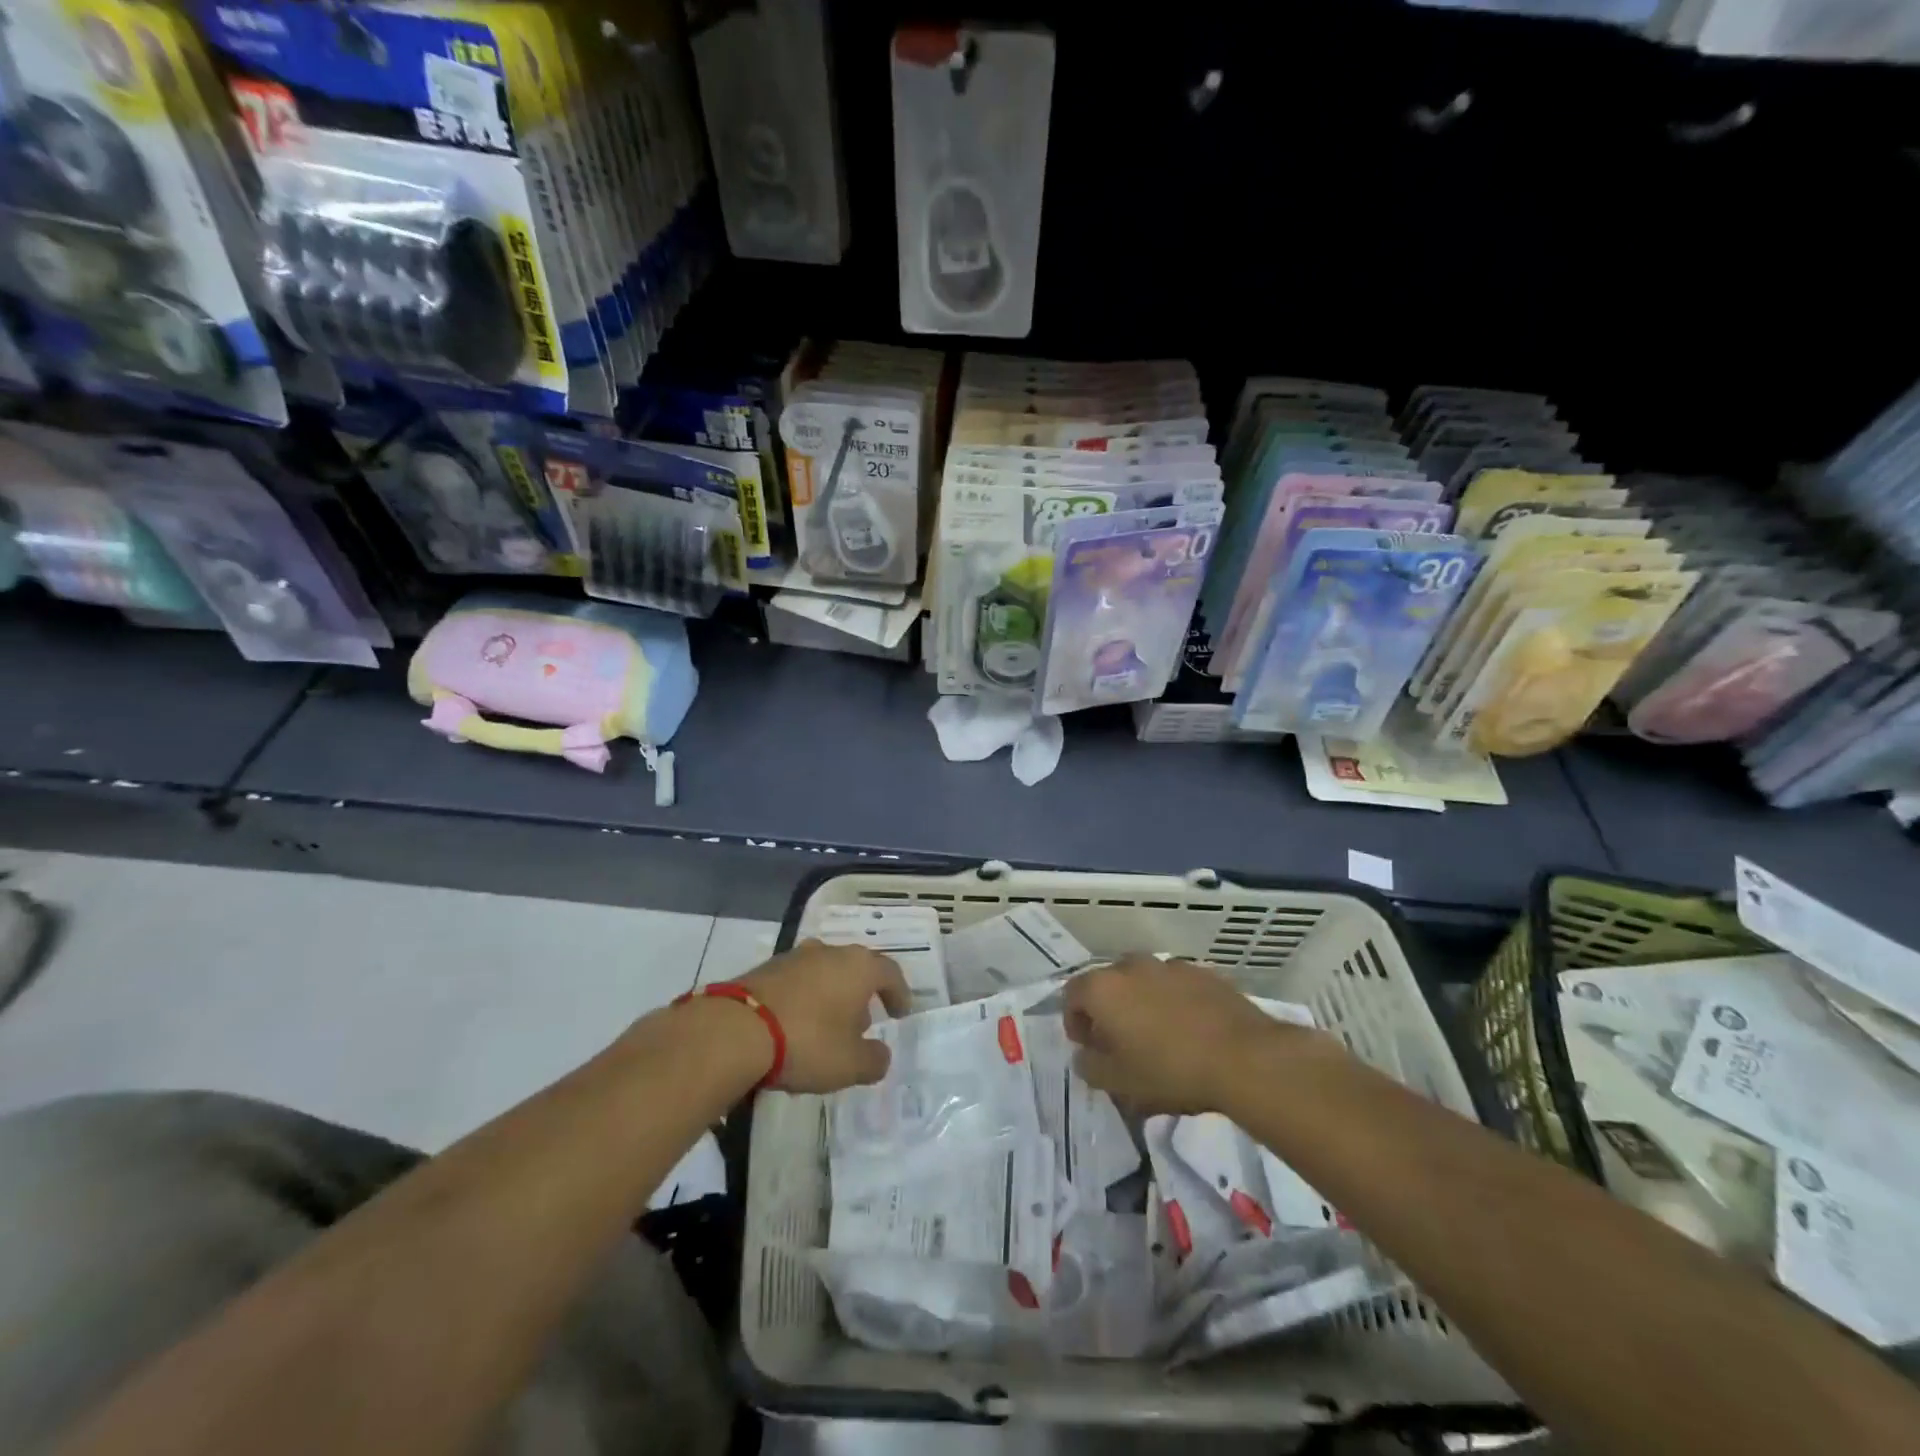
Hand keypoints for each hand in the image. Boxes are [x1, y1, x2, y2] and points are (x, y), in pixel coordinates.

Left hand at [735, 939, 911, 1093]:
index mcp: (859, 967)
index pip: (890, 973)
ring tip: (827, 1027)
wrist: (736, 1031)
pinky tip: (795, 1026)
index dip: (899, 993)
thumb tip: (880, 1054)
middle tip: (862, 1024)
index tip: (900, 1013)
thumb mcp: (850, 1064)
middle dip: (862, 996)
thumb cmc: (807, 1042)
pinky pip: (797, 982)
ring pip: (824, 973)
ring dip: (831, 996)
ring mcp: (795, 957)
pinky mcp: (765, 969)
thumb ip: (874, 1060)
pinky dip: (803, 999)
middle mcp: (830, 952)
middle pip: (855, 970)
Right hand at [1065, 956, 1318, 1114]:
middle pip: (1107, 984)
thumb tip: (1085, 1054)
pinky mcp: (1203, 972)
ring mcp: (1169, 965)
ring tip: (1157, 1037)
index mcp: (1102, 987)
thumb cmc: (1169, 1071)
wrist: (1244, 1058)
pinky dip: (1173, 1002)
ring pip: (1143, 982)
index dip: (1074, 1022)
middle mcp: (1131, 966)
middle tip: (1120, 1044)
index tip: (1089, 1048)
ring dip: (1141, 1003)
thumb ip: (1089, 1066)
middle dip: (1108, 1010)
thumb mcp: (1118, 1083)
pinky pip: (1175, 985)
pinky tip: (1189, 1031)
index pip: (1071, 995)